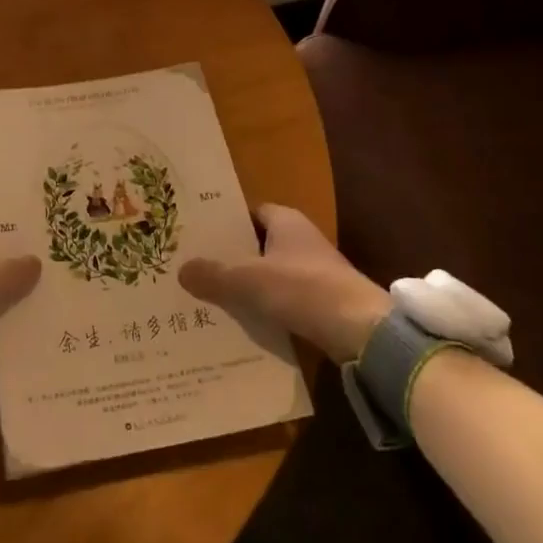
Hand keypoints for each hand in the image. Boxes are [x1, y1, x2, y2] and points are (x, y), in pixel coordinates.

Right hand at [179, 204, 389, 364]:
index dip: (226, 221)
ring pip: (268, 273)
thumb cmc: (303, 289)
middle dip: (230, 254)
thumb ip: (214, 275)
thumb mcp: (249, 281)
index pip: (251, 212)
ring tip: (207, 294)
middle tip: (194, 265)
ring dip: (245, 283)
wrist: (361, 331)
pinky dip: (262, 305)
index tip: (197, 233)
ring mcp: (314, 272)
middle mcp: (301, 240)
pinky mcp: (320, 301)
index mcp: (287, 222)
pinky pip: (281, 298)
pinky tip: (239, 319)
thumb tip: (181, 270)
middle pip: (258, 243)